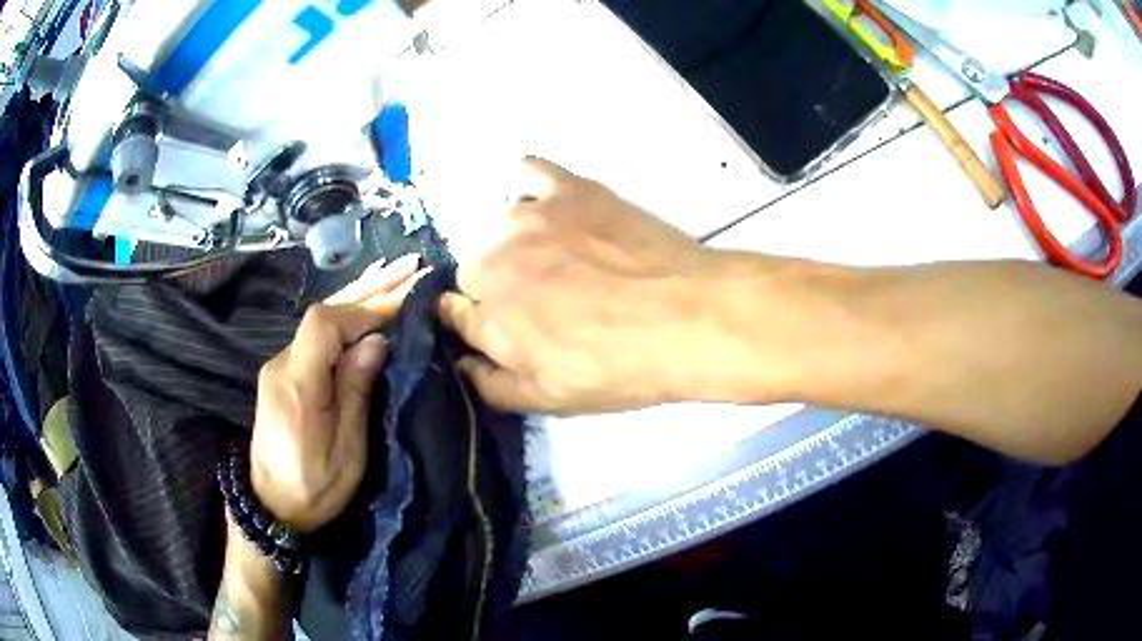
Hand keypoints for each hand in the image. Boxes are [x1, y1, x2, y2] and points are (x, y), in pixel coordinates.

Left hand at [250, 254, 426, 533]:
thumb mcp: (347, 452)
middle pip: (322, 313)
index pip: (325, 324)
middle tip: (408, 267)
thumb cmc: (314, 488)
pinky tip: (365, 307)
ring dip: (357, 297)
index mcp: (297, 384)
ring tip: (394, 276)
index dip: (364, 309)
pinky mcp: (282, 374)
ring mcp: (279, 367)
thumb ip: (356, 392)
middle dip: (367, 289)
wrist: (271, 507)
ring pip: (319, 321)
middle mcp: (282, 364)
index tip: (402, 306)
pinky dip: (344, 317)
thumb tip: (375, 341)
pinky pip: (315, 336)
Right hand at [438, 157, 720, 414]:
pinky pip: (525, 172)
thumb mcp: (553, 400)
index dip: (473, 320)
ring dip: (513, 243)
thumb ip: (493, 386)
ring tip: (556, 257)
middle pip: (471, 268)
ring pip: (495, 226)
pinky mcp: (565, 189)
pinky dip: (527, 186)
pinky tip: (548, 206)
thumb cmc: (623, 367)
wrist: (688, 317)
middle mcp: (493, 264)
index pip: (453, 312)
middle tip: (539, 297)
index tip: (498, 323)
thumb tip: (461, 364)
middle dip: (493, 286)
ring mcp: (528, 219)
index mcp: (489, 320)